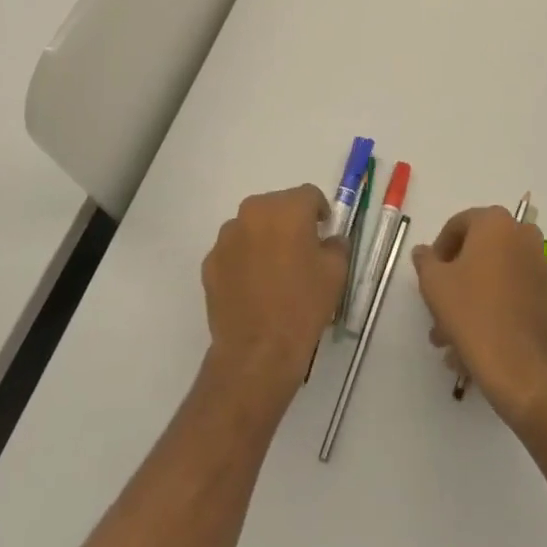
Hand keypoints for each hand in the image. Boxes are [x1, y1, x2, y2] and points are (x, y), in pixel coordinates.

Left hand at [202, 186, 348, 403]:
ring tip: (275, 269)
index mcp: (287, 208)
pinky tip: (254, 286)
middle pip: (277, 206)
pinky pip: (234, 250)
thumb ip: (336, 244)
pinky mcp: (210, 262)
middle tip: (300, 249)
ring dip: (265, 237)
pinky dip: (244, 259)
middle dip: (290, 221)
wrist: (257, 351)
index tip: (323, 231)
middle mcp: (253, 212)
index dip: (319, 211)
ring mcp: (226, 237)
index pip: (309, 195)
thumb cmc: (302, 305)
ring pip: (252, 226)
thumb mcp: (336, 272)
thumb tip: (328, 240)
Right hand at [415, 207, 546, 426]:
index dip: (438, 251)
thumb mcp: (434, 284)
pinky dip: (491, 309)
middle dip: (453, 281)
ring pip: (493, 277)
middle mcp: (522, 235)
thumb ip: (426, 261)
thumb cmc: (472, 313)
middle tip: (436, 310)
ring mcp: (539, 265)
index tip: (428, 278)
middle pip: (477, 252)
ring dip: (468, 301)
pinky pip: (510, 294)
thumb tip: (424, 252)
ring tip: (449, 339)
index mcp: (495, 222)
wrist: (522, 367)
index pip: (457, 225)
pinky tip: (472, 343)